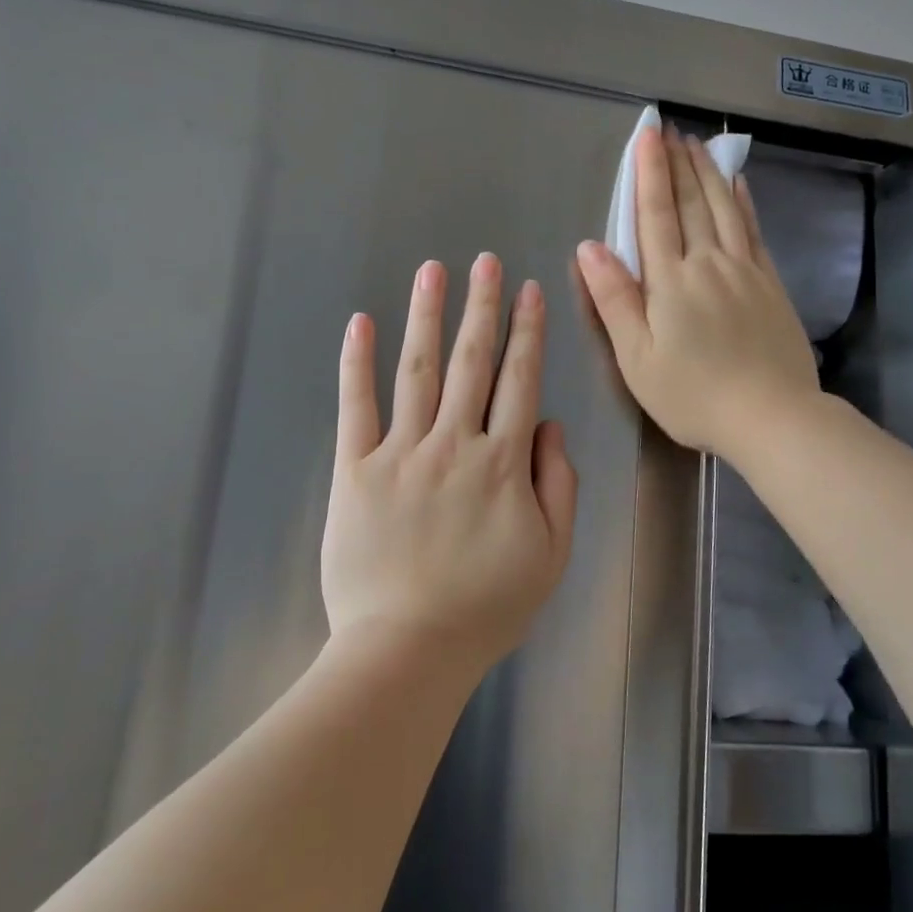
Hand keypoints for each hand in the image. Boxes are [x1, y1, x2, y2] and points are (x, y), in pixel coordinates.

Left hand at [321, 254, 577, 675]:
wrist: (407, 650)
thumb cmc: (486, 607)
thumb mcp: (550, 554)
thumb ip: (558, 484)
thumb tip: (549, 425)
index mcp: (503, 462)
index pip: (520, 381)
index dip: (527, 332)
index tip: (530, 290)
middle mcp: (454, 443)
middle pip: (472, 362)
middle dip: (482, 306)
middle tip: (485, 261)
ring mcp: (401, 452)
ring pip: (418, 371)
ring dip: (427, 316)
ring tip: (432, 271)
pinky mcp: (354, 470)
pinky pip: (356, 407)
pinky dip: (356, 363)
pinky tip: (360, 323)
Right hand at [575, 126, 818, 461]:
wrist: (770, 415)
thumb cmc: (693, 394)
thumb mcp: (637, 358)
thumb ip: (614, 300)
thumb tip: (589, 247)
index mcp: (671, 281)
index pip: (656, 215)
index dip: (649, 173)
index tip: (646, 135)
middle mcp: (708, 264)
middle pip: (692, 204)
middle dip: (678, 164)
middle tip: (672, 130)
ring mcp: (745, 271)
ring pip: (725, 209)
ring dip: (709, 174)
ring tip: (699, 145)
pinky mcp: (771, 285)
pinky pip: (754, 232)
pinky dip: (744, 203)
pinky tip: (740, 185)